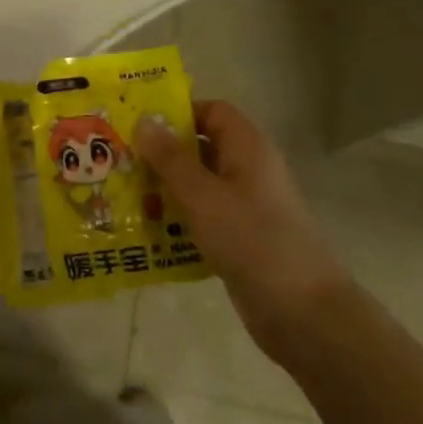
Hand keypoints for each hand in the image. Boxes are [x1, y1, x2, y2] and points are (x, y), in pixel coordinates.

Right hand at [136, 101, 348, 358]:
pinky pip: (203, 218)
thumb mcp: (203, 195)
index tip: (139, 127)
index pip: (212, 111)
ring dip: (165, 190)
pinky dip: (178, 221)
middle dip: (162, 155)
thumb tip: (144, 120)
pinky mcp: (241, 239)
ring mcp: (246, 207)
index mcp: (248, 148)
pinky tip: (147, 233)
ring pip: (199, 186)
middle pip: (201, 148)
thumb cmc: (252, 239)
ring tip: (124, 197)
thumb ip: (170, 158)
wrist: (302, 312)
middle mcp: (248, 170)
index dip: (178, 113)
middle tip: (120, 162)